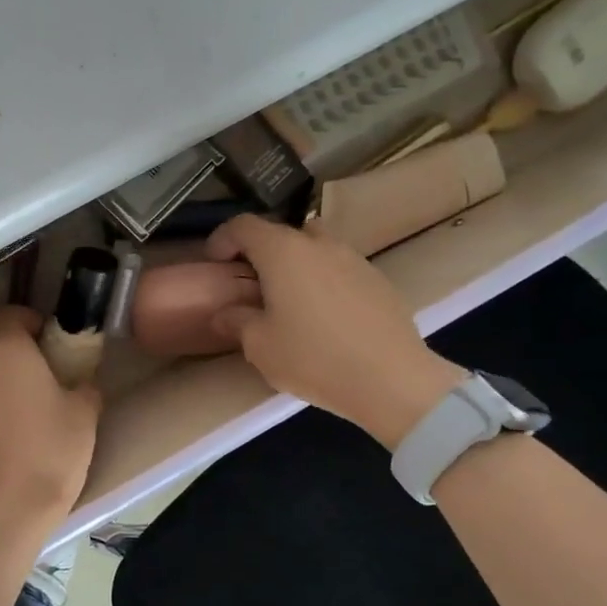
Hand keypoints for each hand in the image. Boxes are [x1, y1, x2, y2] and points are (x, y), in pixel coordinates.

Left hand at [0, 306, 100, 523]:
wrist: (7, 507)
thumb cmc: (52, 449)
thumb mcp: (85, 413)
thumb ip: (84, 384)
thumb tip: (82, 379)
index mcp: (7, 350)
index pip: (5, 314)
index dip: (25, 319)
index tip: (46, 336)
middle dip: (12, 350)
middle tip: (41, 370)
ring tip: (26, 404)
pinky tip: (9, 430)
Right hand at [206, 215, 462, 446]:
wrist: (392, 380)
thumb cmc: (313, 358)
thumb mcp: (260, 346)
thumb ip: (237, 321)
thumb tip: (225, 313)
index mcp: (282, 252)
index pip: (244, 225)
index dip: (223, 239)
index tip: (214, 263)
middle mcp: (318, 244)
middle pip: (282, 232)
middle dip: (261, 252)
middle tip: (252, 284)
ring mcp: (354, 259)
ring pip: (315, 248)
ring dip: (296, 265)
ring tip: (289, 301)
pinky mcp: (378, 280)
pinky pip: (340, 269)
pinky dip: (323, 281)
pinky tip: (324, 317)